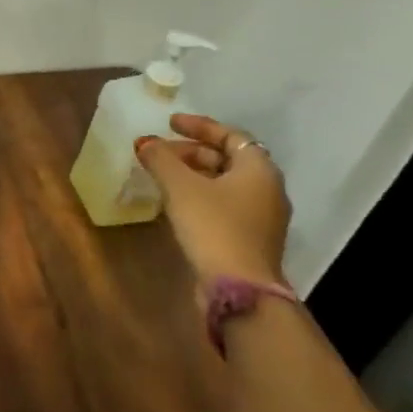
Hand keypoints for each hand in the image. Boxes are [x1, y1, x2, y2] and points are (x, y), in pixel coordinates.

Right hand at [135, 113, 290, 293]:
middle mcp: (267, 188)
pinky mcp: (251, 238)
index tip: (169, 123)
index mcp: (259, 169)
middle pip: (228, 158)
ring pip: (226, 183)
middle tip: (160, 152)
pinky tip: (177, 202)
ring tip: (163, 175)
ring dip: (194, 173)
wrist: (239, 288)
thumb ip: (161, 159)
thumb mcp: (180, 187)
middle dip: (192, 151)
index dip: (198, 126)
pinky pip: (225, 204)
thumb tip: (144, 142)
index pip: (230, 134)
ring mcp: (262, 216)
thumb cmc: (213, 226)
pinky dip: (201, 194)